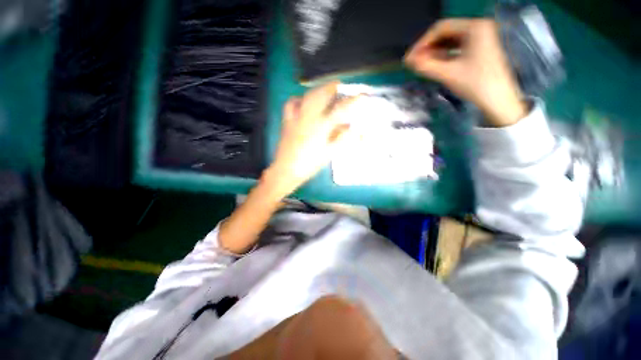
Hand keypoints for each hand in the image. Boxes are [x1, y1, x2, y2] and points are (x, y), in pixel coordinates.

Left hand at [263, 81, 356, 197]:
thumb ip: (342, 139)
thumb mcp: (329, 153)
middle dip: (331, 87)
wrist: (287, 170)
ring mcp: (296, 118)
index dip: (352, 101)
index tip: (361, 95)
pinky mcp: (287, 121)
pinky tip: (301, 102)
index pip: (340, 109)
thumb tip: (352, 128)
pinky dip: (297, 100)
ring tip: (322, 90)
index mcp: (321, 127)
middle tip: (338, 84)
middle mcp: (309, 118)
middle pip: (321, 95)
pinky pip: (290, 105)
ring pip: (306, 97)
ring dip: (316, 90)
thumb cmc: (310, 164)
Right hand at [405, 19, 526, 126]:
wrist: (498, 100)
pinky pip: (456, 48)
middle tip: (413, 63)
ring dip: (434, 52)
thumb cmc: (475, 84)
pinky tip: (434, 64)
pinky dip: (443, 55)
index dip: (422, 43)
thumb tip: (407, 61)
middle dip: (428, 48)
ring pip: (450, 41)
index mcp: (474, 27)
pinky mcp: (480, 49)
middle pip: (446, 33)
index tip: (409, 58)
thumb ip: (425, 65)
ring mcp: (480, 38)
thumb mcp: (448, 74)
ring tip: (421, 65)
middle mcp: (478, 27)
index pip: (441, 28)